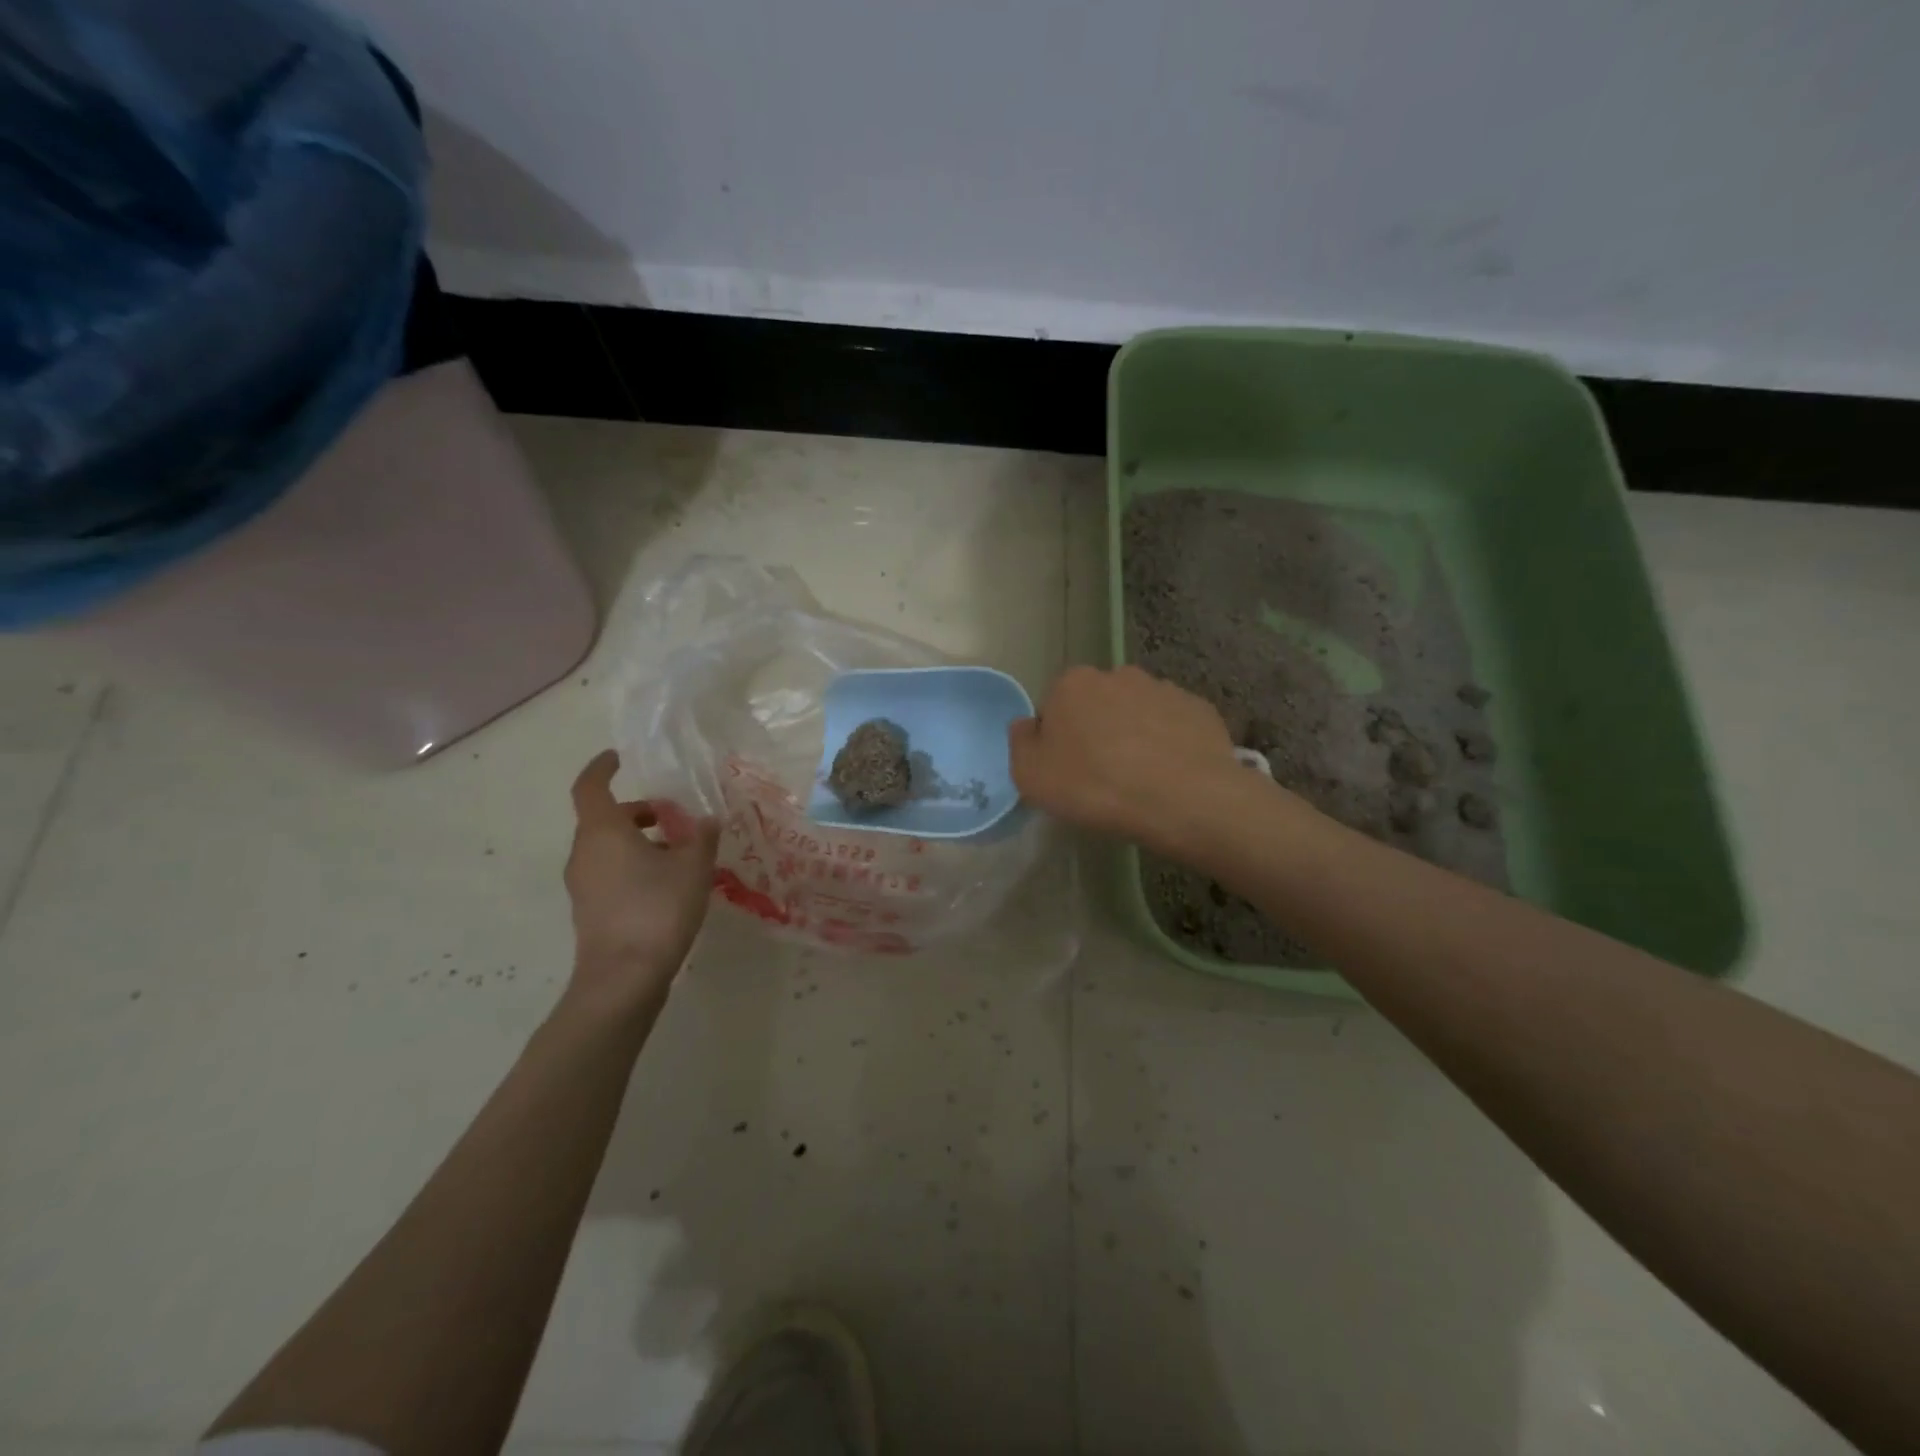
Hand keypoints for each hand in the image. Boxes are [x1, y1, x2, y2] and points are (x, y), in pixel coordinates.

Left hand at [563, 750, 719, 1015]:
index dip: (602, 768)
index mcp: (603, 831)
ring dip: (639, 841)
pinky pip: (610, 872)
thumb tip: (705, 820)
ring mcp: (583, 884)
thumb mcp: (693, 867)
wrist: (623, 978)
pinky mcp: (590, 910)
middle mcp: (585, 852)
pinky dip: (634, 865)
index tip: (620, 758)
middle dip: (638, 812)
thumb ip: (701, 837)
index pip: (591, 786)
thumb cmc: (657, 909)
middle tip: (674, 816)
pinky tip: (668, 883)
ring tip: (680, 852)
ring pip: (609, 847)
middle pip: (605, 819)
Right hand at [1010, 665, 1253, 853]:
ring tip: (1141, 778)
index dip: (1057, 739)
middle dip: (1096, 731)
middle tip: (1101, 775)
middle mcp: (1118, 675)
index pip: (1053, 706)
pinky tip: (1170, 774)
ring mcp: (1163, 688)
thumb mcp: (1031, 777)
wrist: (1183, 798)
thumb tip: (1026, 725)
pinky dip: (1169, 743)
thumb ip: (1020, 744)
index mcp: (1072, 684)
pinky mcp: (1199, 709)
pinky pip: (1173, 725)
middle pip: (1097, 704)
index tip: (1066, 770)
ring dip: (1134, 735)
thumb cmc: (1095, 787)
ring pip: (1137, 712)